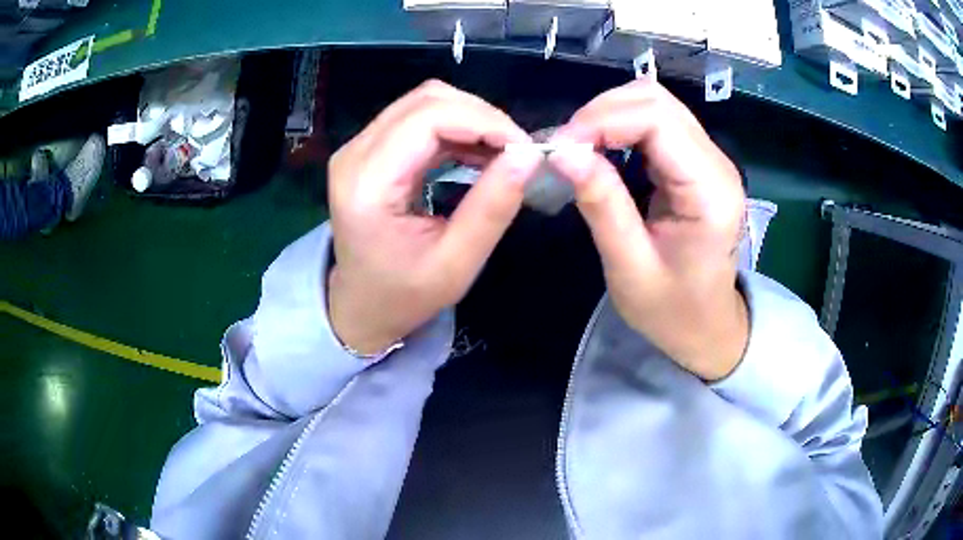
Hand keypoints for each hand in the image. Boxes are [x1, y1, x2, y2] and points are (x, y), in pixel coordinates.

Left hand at [327, 80, 541, 354]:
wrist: (361, 305)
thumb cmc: (405, 294)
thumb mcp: (456, 264)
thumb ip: (491, 208)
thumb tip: (528, 156)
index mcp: (367, 184)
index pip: (428, 118)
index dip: (484, 121)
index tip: (525, 149)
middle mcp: (355, 154)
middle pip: (426, 100)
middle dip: (482, 116)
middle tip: (517, 151)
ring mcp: (357, 147)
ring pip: (424, 102)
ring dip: (471, 118)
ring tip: (502, 152)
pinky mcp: (368, 149)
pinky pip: (418, 118)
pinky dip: (456, 127)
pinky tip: (478, 152)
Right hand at [548, 79, 748, 380]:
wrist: (707, 326)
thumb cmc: (671, 310)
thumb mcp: (629, 267)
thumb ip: (601, 204)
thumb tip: (562, 152)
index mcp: (709, 192)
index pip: (657, 119)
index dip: (602, 120)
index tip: (561, 148)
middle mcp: (717, 163)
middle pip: (657, 100)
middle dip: (602, 112)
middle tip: (567, 147)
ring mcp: (710, 159)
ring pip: (656, 103)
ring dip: (610, 115)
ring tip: (581, 148)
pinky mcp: (698, 161)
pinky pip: (658, 121)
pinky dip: (622, 126)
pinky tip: (604, 150)